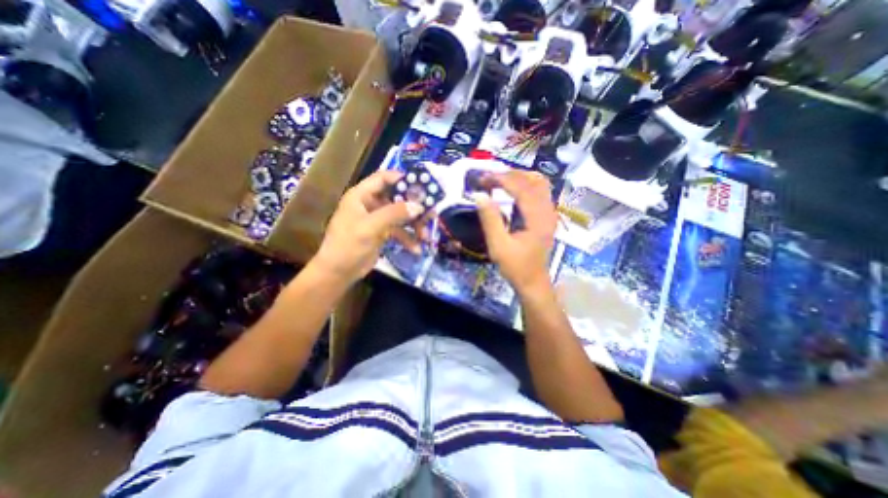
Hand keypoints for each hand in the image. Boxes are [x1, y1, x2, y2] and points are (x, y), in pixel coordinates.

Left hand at [314, 169, 428, 280]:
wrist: (338, 273)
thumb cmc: (348, 245)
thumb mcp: (370, 227)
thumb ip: (394, 214)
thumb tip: (419, 206)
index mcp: (361, 195)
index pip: (383, 178)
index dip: (402, 179)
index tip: (422, 184)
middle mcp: (370, 204)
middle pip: (396, 198)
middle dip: (414, 207)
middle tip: (431, 213)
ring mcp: (377, 219)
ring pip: (401, 216)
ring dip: (414, 226)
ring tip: (426, 236)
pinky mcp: (382, 233)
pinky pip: (399, 231)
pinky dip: (408, 239)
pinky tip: (416, 249)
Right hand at [478, 170, 552, 291]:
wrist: (533, 282)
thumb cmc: (516, 266)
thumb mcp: (498, 246)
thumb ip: (490, 219)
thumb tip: (479, 195)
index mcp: (537, 218)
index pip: (521, 188)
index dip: (501, 179)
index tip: (483, 178)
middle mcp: (547, 211)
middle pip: (532, 180)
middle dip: (509, 175)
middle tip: (488, 179)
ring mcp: (549, 213)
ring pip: (538, 183)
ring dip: (518, 177)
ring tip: (498, 180)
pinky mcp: (546, 216)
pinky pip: (539, 191)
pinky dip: (524, 184)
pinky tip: (512, 189)